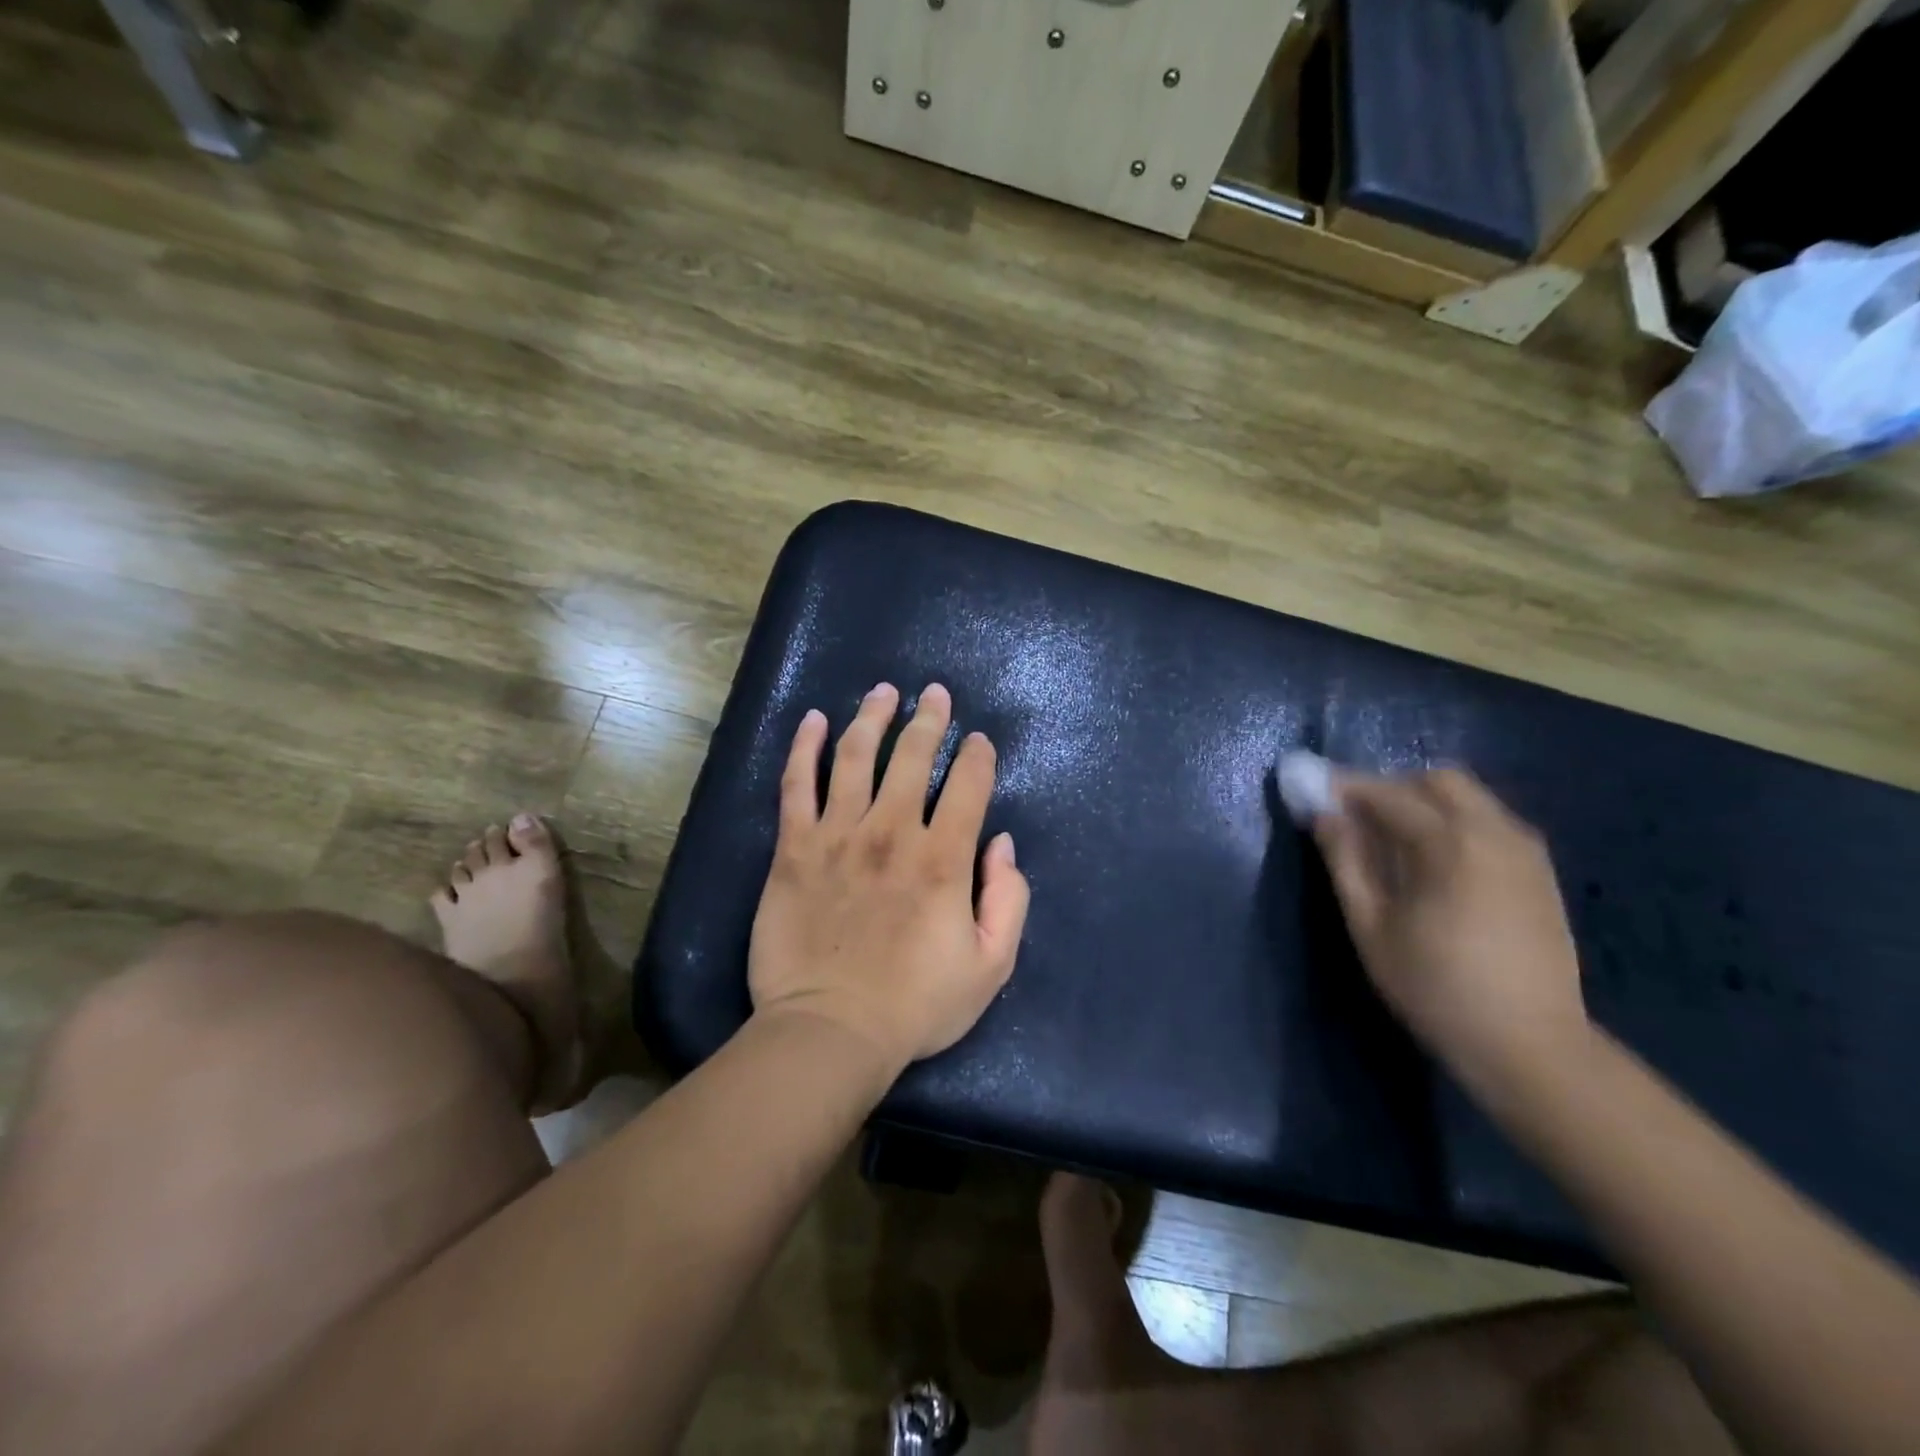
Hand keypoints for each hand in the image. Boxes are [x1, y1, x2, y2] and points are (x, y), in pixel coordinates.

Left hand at [748, 682, 1030, 1074]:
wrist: (831, 1031)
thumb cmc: (916, 1004)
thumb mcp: (991, 966)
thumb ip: (1009, 900)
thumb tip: (1001, 844)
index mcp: (943, 859)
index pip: (968, 786)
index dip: (978, 757)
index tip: (979, 743)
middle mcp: (892, 832)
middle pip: (913, 756)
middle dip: (929, 719)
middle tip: (935, 694)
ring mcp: (838, 834)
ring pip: (856, 756)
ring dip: (872, 717)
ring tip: (882, 692)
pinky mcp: (794, 847)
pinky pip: (796, 784)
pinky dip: (805, 747)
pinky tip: (814, 720)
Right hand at [1312, 768, 1590, 1089]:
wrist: (1531, 1045)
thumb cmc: (1436, 987)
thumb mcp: (1372, 926)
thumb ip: (1345, 861)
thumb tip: (1323, 815)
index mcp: (1451, 844)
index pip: (1388, 794)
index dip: (1345, 788)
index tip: (1313, 790)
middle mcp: (1495, 832)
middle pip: (1439, 780)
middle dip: (1392, 787)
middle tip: (1357, 818)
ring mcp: (1526, 851)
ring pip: (1470, 799)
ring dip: (1425, 803)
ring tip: (1391, 842)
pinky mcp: (1541, 872)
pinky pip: (1491, 823)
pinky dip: (1455, 823)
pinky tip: (1434, 863)